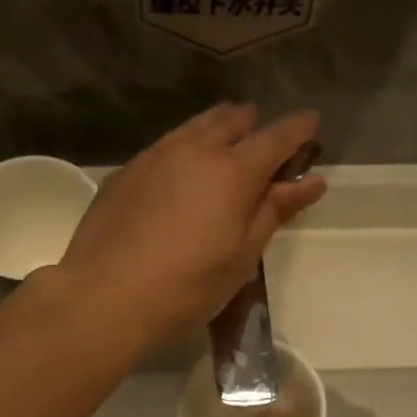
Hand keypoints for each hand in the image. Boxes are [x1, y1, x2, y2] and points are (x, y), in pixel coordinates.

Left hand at [58, 104, 325, 351]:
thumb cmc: (187, 286)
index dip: (298, 128)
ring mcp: (154, 155)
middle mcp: (194, 149)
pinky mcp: (125, 171)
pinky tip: (180, 174)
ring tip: (225, 149)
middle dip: (254, 126)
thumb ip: (274, 211)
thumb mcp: (242, 256)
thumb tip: (311, 181)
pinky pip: (165, 146)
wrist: (105, 297)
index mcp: (233, 170)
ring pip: (195, 127)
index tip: (311, 124)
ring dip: (217, 130)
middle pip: (232, 120)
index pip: (276, 136)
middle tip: (264, 146)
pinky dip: (184, 149)